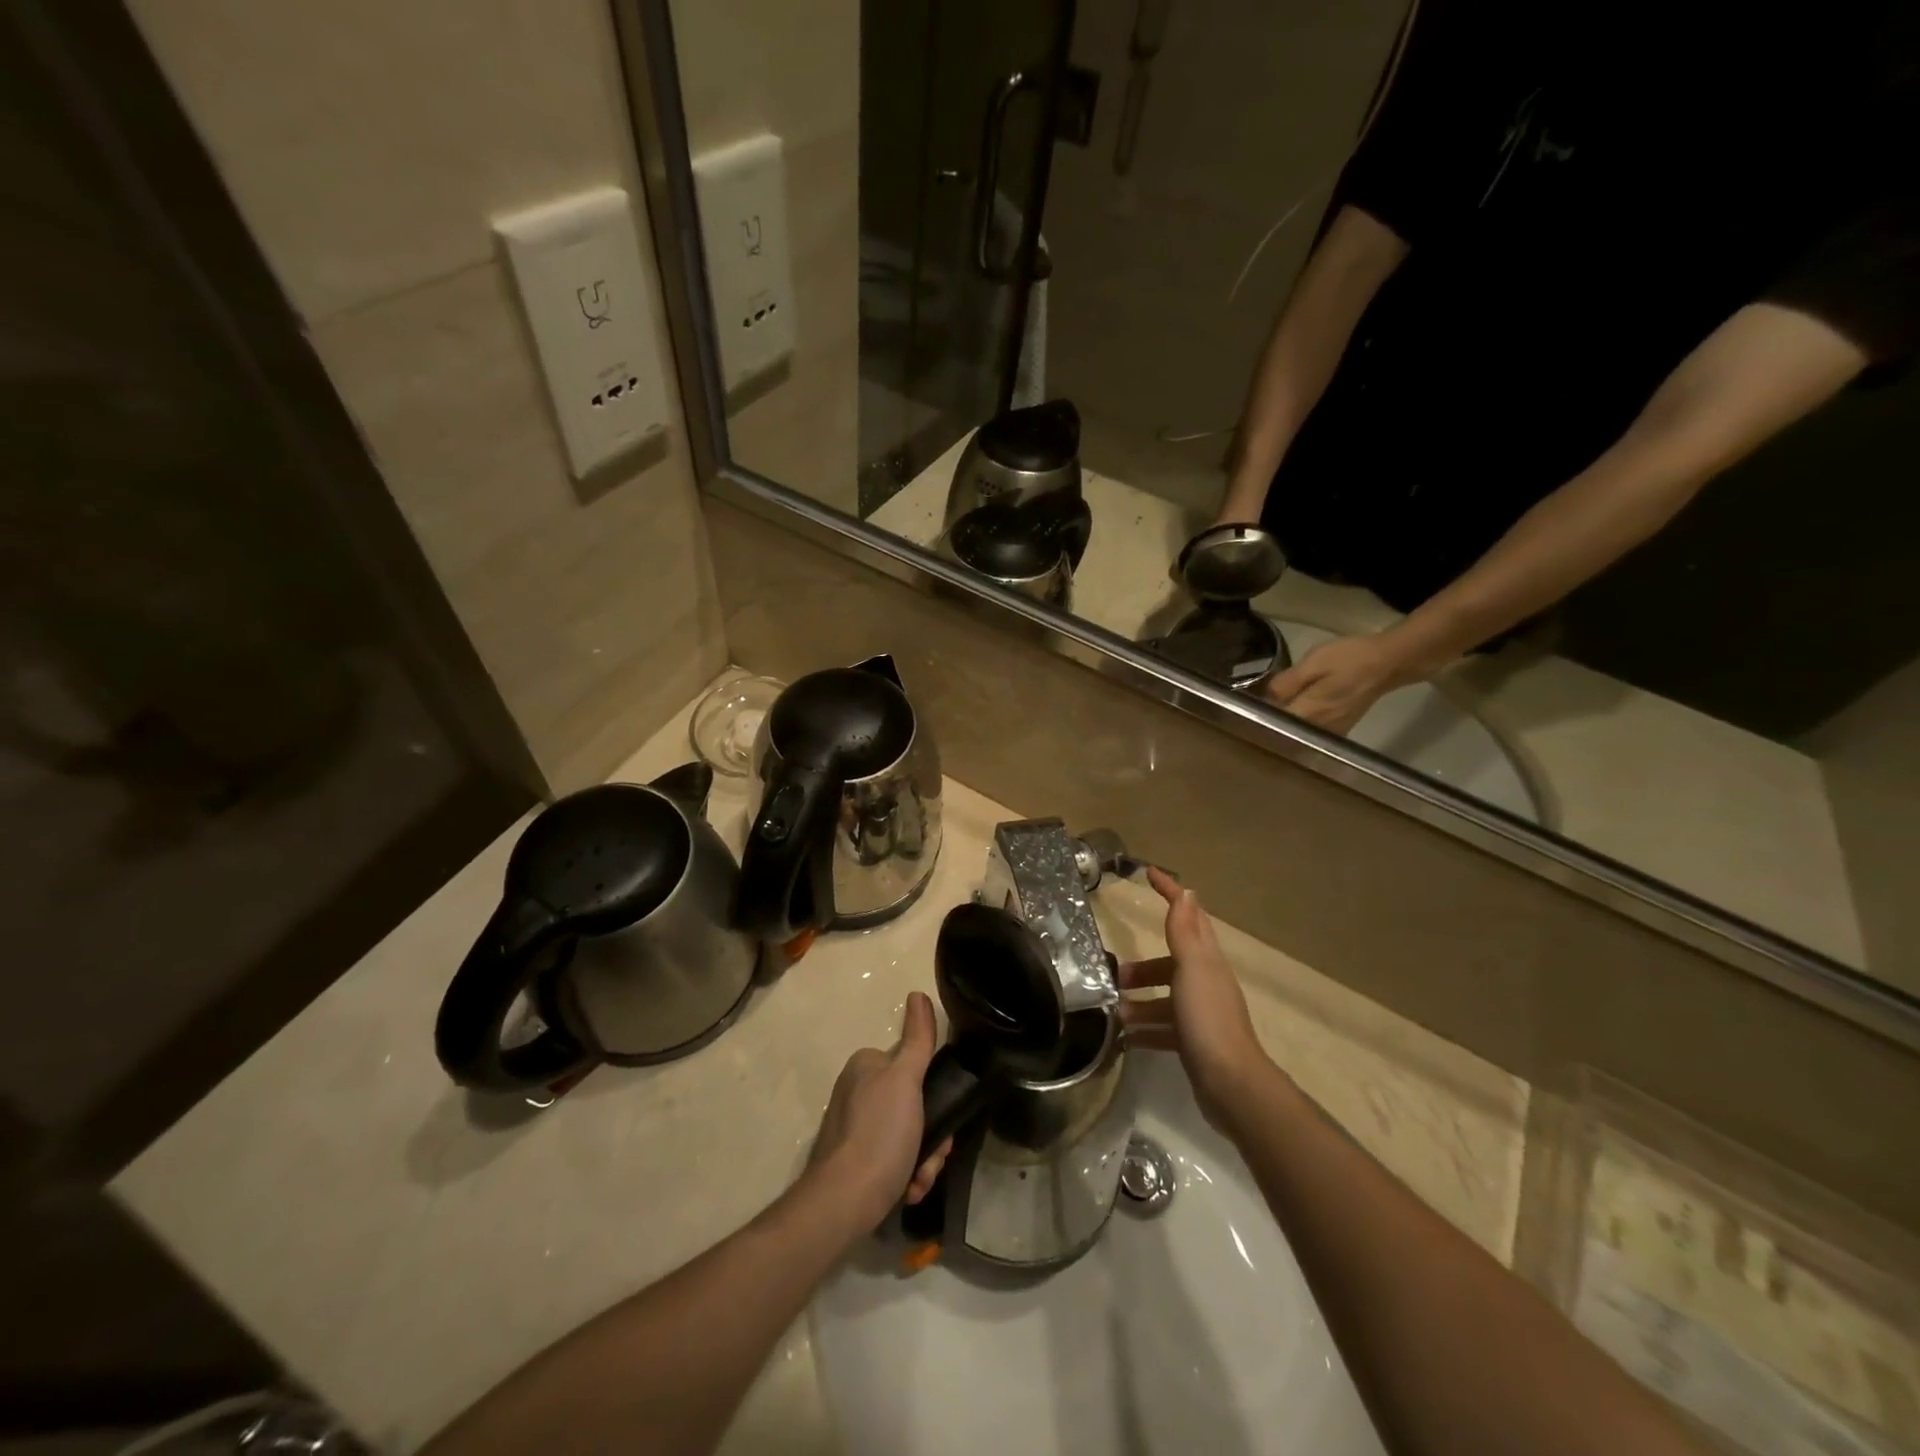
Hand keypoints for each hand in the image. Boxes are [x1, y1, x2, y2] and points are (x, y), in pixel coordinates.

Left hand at [809, 991, 952, 1231]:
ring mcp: (853, 1129)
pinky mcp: (853, 1162)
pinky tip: (907, 1190)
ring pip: (907, 1136)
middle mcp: (856, 1092)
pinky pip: (892, 1160)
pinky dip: (905, 1175)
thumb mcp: (906, 1080)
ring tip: (918, 1180)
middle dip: (930, 1136)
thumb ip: (918, 1039)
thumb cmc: (879, 1134)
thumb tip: (918, 994)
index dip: (934, 1095)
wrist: (843, 1203)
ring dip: (922, 1160)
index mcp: (865, 1067)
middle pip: (913, 1106)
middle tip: (933, 1157)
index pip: (912, 1069)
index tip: (942, 1118)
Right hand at [1118, 868, 1269, 1127]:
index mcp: (1207, 961)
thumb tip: (1187, 891)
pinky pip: (1162, 1028)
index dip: (1171, 893)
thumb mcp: (1191, 968)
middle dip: (1142, 966)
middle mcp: (1205, 983)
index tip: (1149, 873)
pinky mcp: (1192, 1042)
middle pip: (1170, 963)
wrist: (1230, 1084)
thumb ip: (1185, 932)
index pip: (1189, 915)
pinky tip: (1124, 1038)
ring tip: (1112, 1011)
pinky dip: (1143, 1030)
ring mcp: (1200, 1014)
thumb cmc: (1207, 1018)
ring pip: (1163, 998)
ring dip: (1138, 1001)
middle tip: (1115, 972)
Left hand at [1262, 631, 1413, 734]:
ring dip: (1283, 722)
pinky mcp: (1339, 730)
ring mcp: (1331, 733)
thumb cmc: (1349, 659)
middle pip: (1282, 732)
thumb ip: (1287, 682)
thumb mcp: (1313, 662)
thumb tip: (1265, 697)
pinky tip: (1293, 709)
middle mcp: (1318, 730)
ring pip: (1296, 733)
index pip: (1272, 725)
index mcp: (1309, 714)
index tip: (1246, 706)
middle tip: (1255, 704)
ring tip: (1271, 706)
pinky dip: (1299, 723)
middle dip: (1268, 720)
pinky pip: (1310, 731)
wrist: (1388, 663)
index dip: (1257, 716)